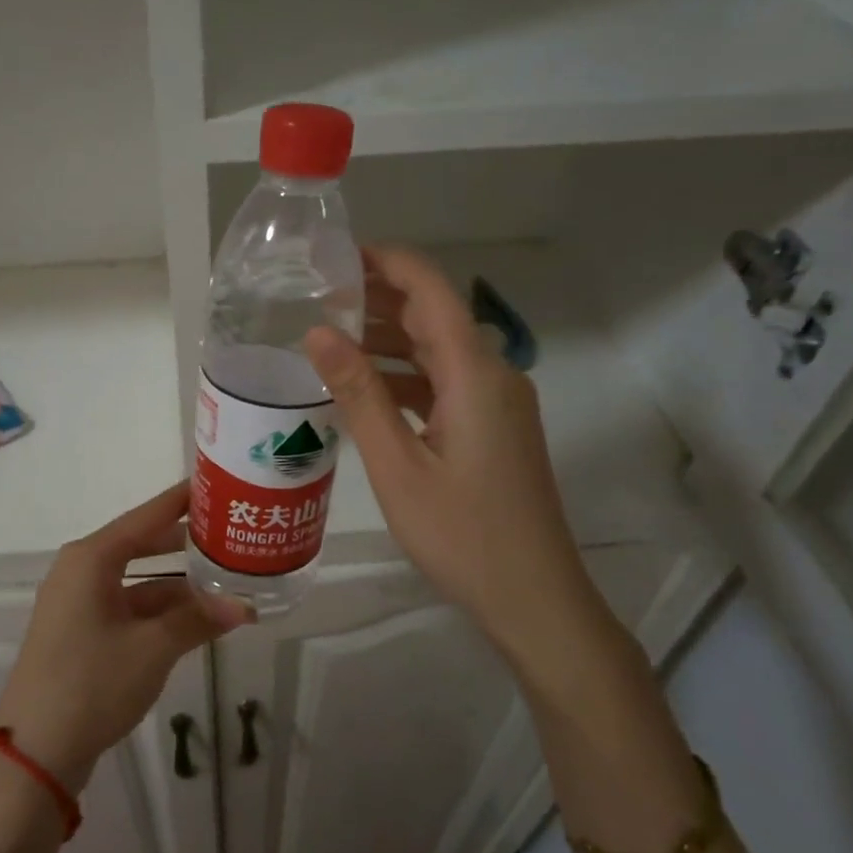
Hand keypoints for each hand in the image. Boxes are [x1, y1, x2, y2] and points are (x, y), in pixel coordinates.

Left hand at [0, 482, 253, 791]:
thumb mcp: (153, 648)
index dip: (180, 501)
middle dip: (185, 544)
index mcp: (91, 559)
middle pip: (142, 544)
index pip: (146, 516)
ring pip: (138, 580)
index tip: (215, 484)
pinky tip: (195, 619)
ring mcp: (79, 603)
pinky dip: (160, 610)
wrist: (35, 752)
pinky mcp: (81, 632)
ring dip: (177, 585)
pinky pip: (128, 606)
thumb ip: (198, 620)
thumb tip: (245, 606)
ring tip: (225, 581)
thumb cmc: (92, 683)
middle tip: (230, 535)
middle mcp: (81, 571)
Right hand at [303, 246, 601, 655]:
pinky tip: (366, 389)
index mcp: (475, 374)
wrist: (534, 597)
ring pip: (439, 351)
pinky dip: (406, 376)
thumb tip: (317, 331)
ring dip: (390, 339)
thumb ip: (358, 394)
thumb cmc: (462, 534)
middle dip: (381, 298)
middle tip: (320, 294)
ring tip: (332, 336)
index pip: (431, 290)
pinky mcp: (495, 429)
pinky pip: (446, 384)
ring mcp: (499, 403)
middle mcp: (494, 375)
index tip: (339, 255)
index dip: (388, 262)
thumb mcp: (397, 465)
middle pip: (435, 316)